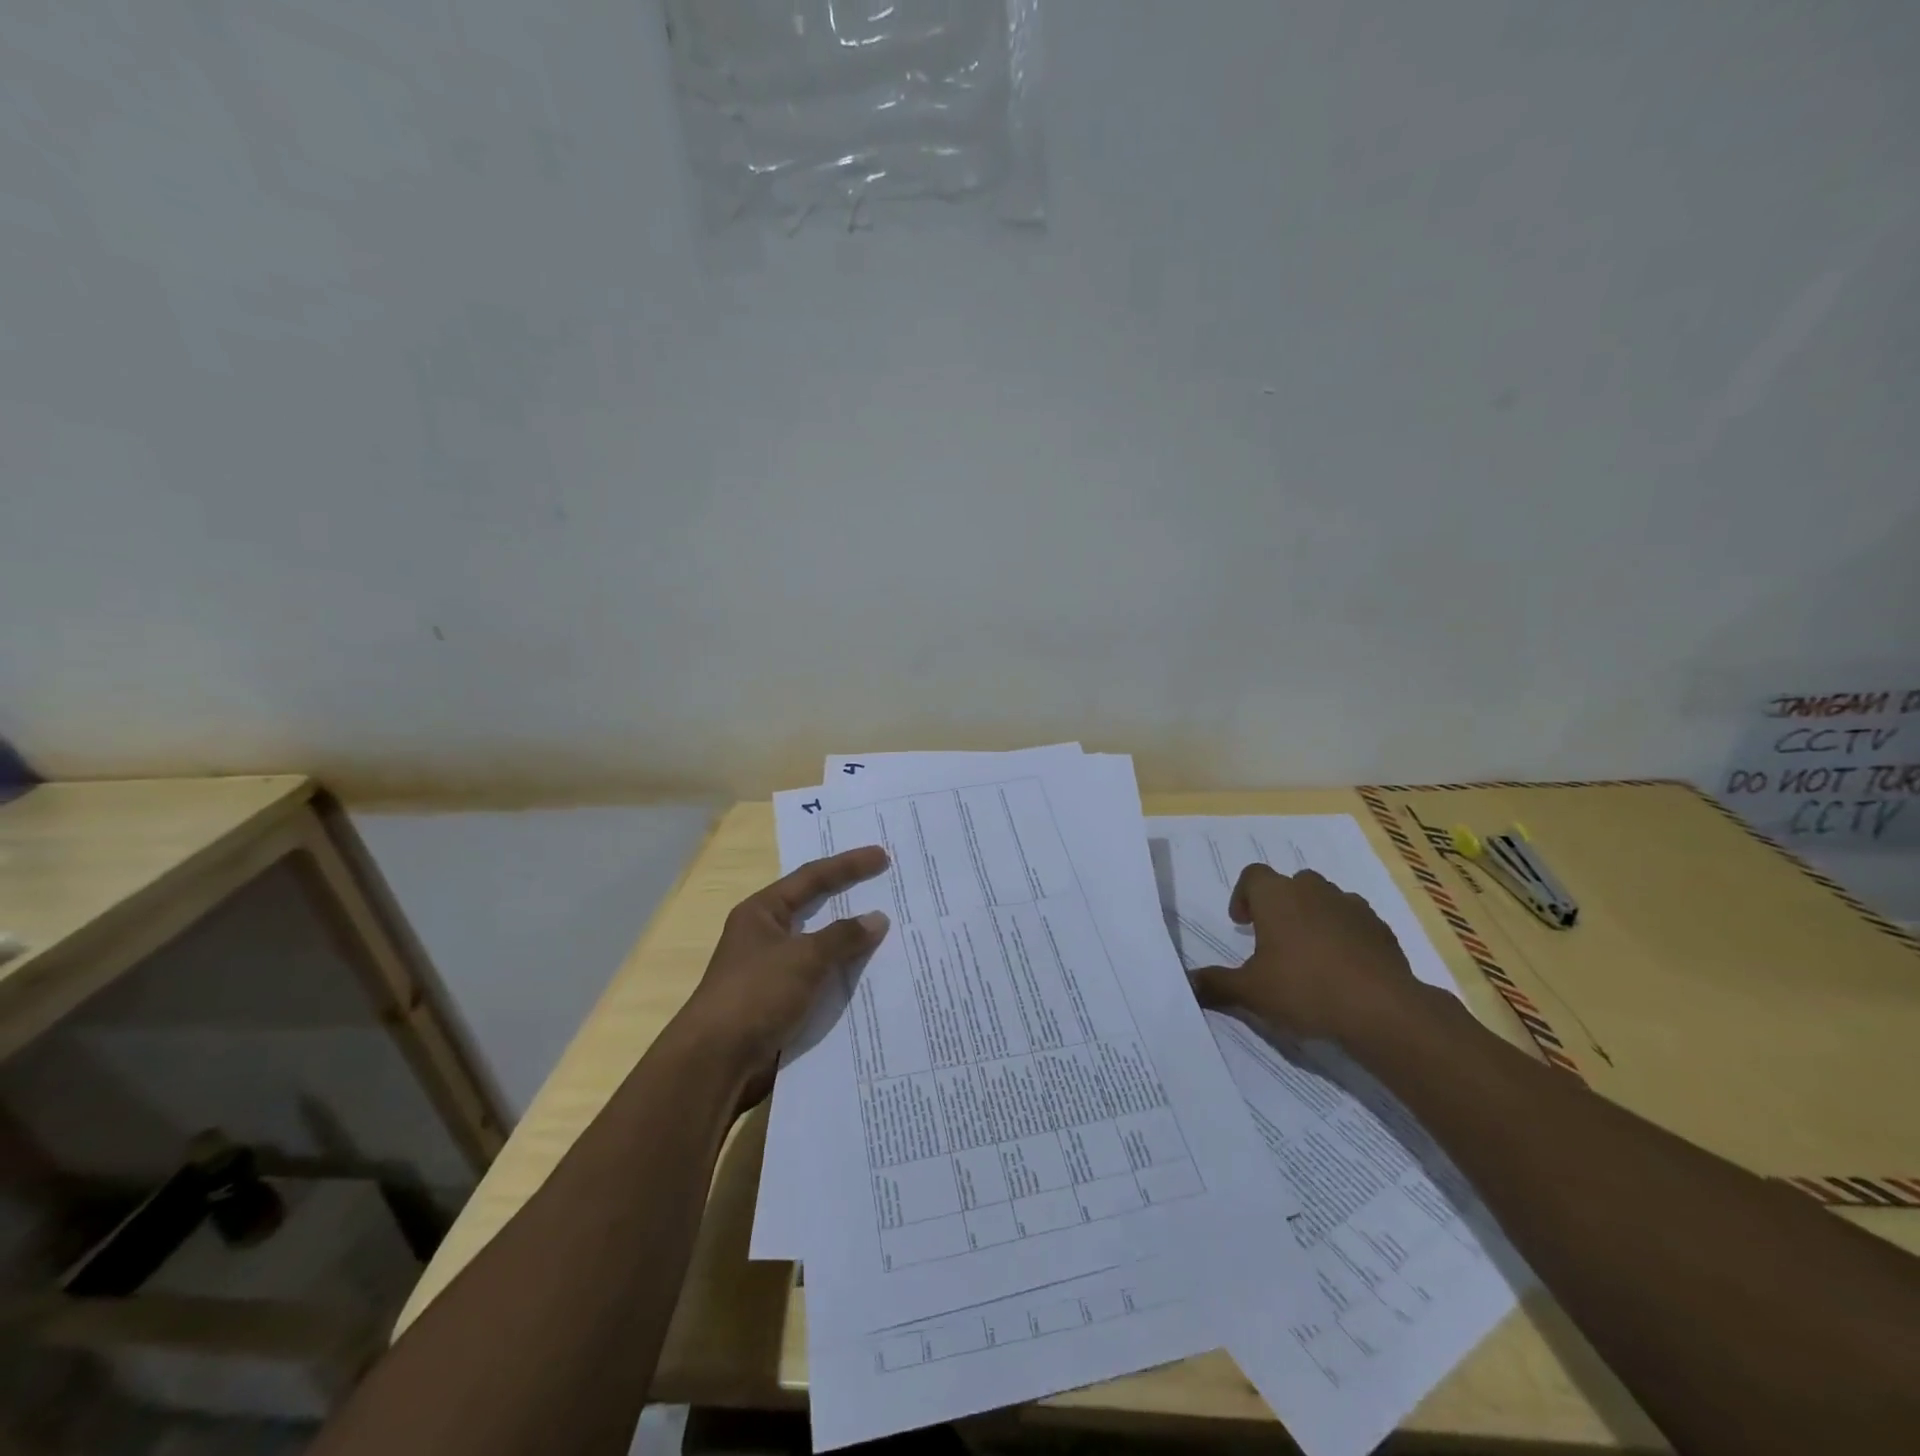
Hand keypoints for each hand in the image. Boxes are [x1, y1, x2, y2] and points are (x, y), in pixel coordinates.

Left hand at [675, 846, 890, 1103]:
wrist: (716, 1064)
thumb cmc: (755, 995)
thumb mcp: (804, 958)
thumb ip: (843, 937)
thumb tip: (877, 919)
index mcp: (762, 912)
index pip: (812, 877)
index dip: (848, 865)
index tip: (883, 856)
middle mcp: (766, 936)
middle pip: (817, 910)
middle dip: (852, 902)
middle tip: (889, 890)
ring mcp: (773, 972)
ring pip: (822, 949)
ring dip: (852, 945)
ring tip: (892, 936)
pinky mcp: (781, 1004)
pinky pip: (821, 982)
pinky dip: (845, 978)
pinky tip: (874, 980)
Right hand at [1188, 865, 1422, 1044]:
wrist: (1382, 1009)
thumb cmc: (1305, 989)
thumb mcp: (1251, 992)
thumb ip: (1216, 985)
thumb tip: (1185, 983)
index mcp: (1276, 896)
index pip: (1253, 875)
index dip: (1243, 895)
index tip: (1242, 924)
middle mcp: (1313, 891)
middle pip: (1291, 883)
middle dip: (1280, 904)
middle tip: (1274, 939)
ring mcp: (1351, 907)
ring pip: (1326, 899)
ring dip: (1314, 917)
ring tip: (1309, 954)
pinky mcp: (1381, 930)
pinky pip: (1355, 922)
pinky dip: (1345, 935)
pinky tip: (1343, 968)